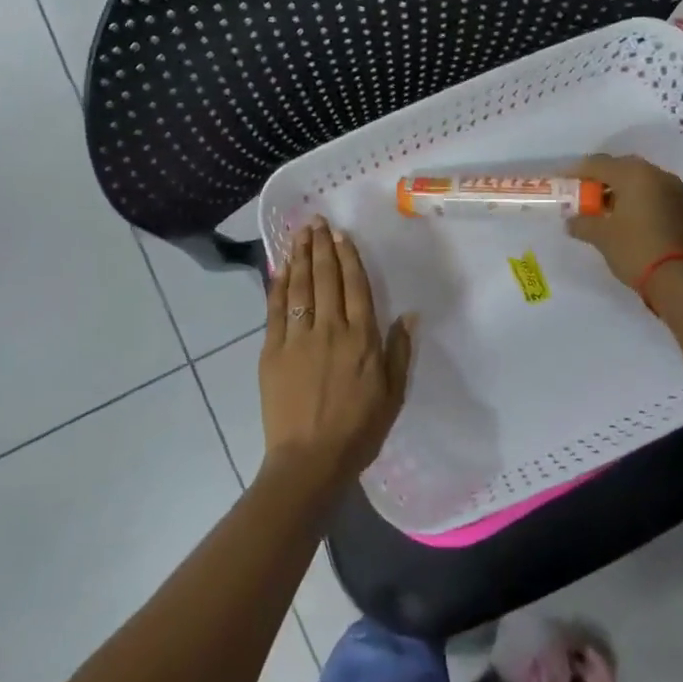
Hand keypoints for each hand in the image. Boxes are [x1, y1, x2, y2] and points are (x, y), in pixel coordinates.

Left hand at [260, 219, 414, 490]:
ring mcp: (298, 338)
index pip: (355, 286)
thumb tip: (410, 315)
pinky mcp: (272, 350)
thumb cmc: (359, 430)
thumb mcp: (393, 394)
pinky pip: (275, 309)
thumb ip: (399, 352)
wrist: (310, 459)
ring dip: (300, 257)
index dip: (348, 257)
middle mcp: (330, 329)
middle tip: (316, 221)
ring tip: (299, 234)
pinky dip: (278, 285)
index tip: (341, 235)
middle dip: (322, 246)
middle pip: (326, 278)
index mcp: (362, 339)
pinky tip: (280, 267)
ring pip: (300, 287)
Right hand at [567, 154, 682, 294]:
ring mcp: (676, 192)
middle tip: (583, 195)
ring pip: (641, 183)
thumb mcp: (601, 236)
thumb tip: (571, 221)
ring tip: (603, 211)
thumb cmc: (635, 249)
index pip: (598, 164)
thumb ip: (582, 223)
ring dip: (620, 192)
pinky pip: (654, 197)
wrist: (681, 280)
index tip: (561, 180)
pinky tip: (627, 221)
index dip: (576, 171)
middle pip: (622, 169)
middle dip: (601, 180)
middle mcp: (658, 176)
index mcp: (635, 174)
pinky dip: (638, 203)